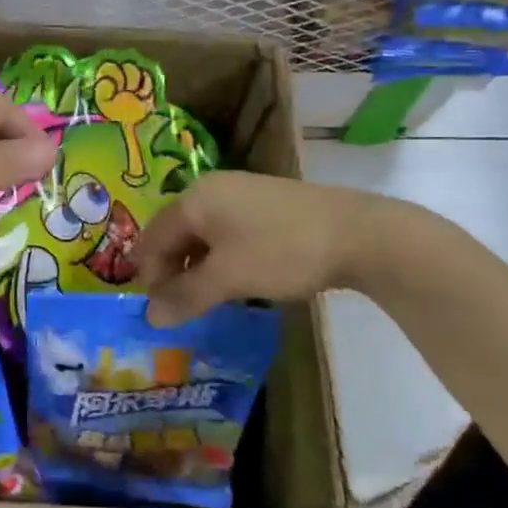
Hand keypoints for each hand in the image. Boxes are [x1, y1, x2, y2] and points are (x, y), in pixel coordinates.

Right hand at [135, 171, 409, 325]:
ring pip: (203, 234)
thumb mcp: (228, 278)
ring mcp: (240, 193)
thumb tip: (150, 318)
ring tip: (207, 299)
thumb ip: (185, 297)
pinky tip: (237, 280)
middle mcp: (211, 189)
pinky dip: (221, 258)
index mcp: (194, 199)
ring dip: (197, 267)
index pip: (153, 237)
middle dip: (172, 271)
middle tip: (180, 309)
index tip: (156, 311)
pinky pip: (227, 232)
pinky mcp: (265, 204)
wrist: (358, 233)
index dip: (149, 275)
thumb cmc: (281, 251)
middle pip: (176, 233)